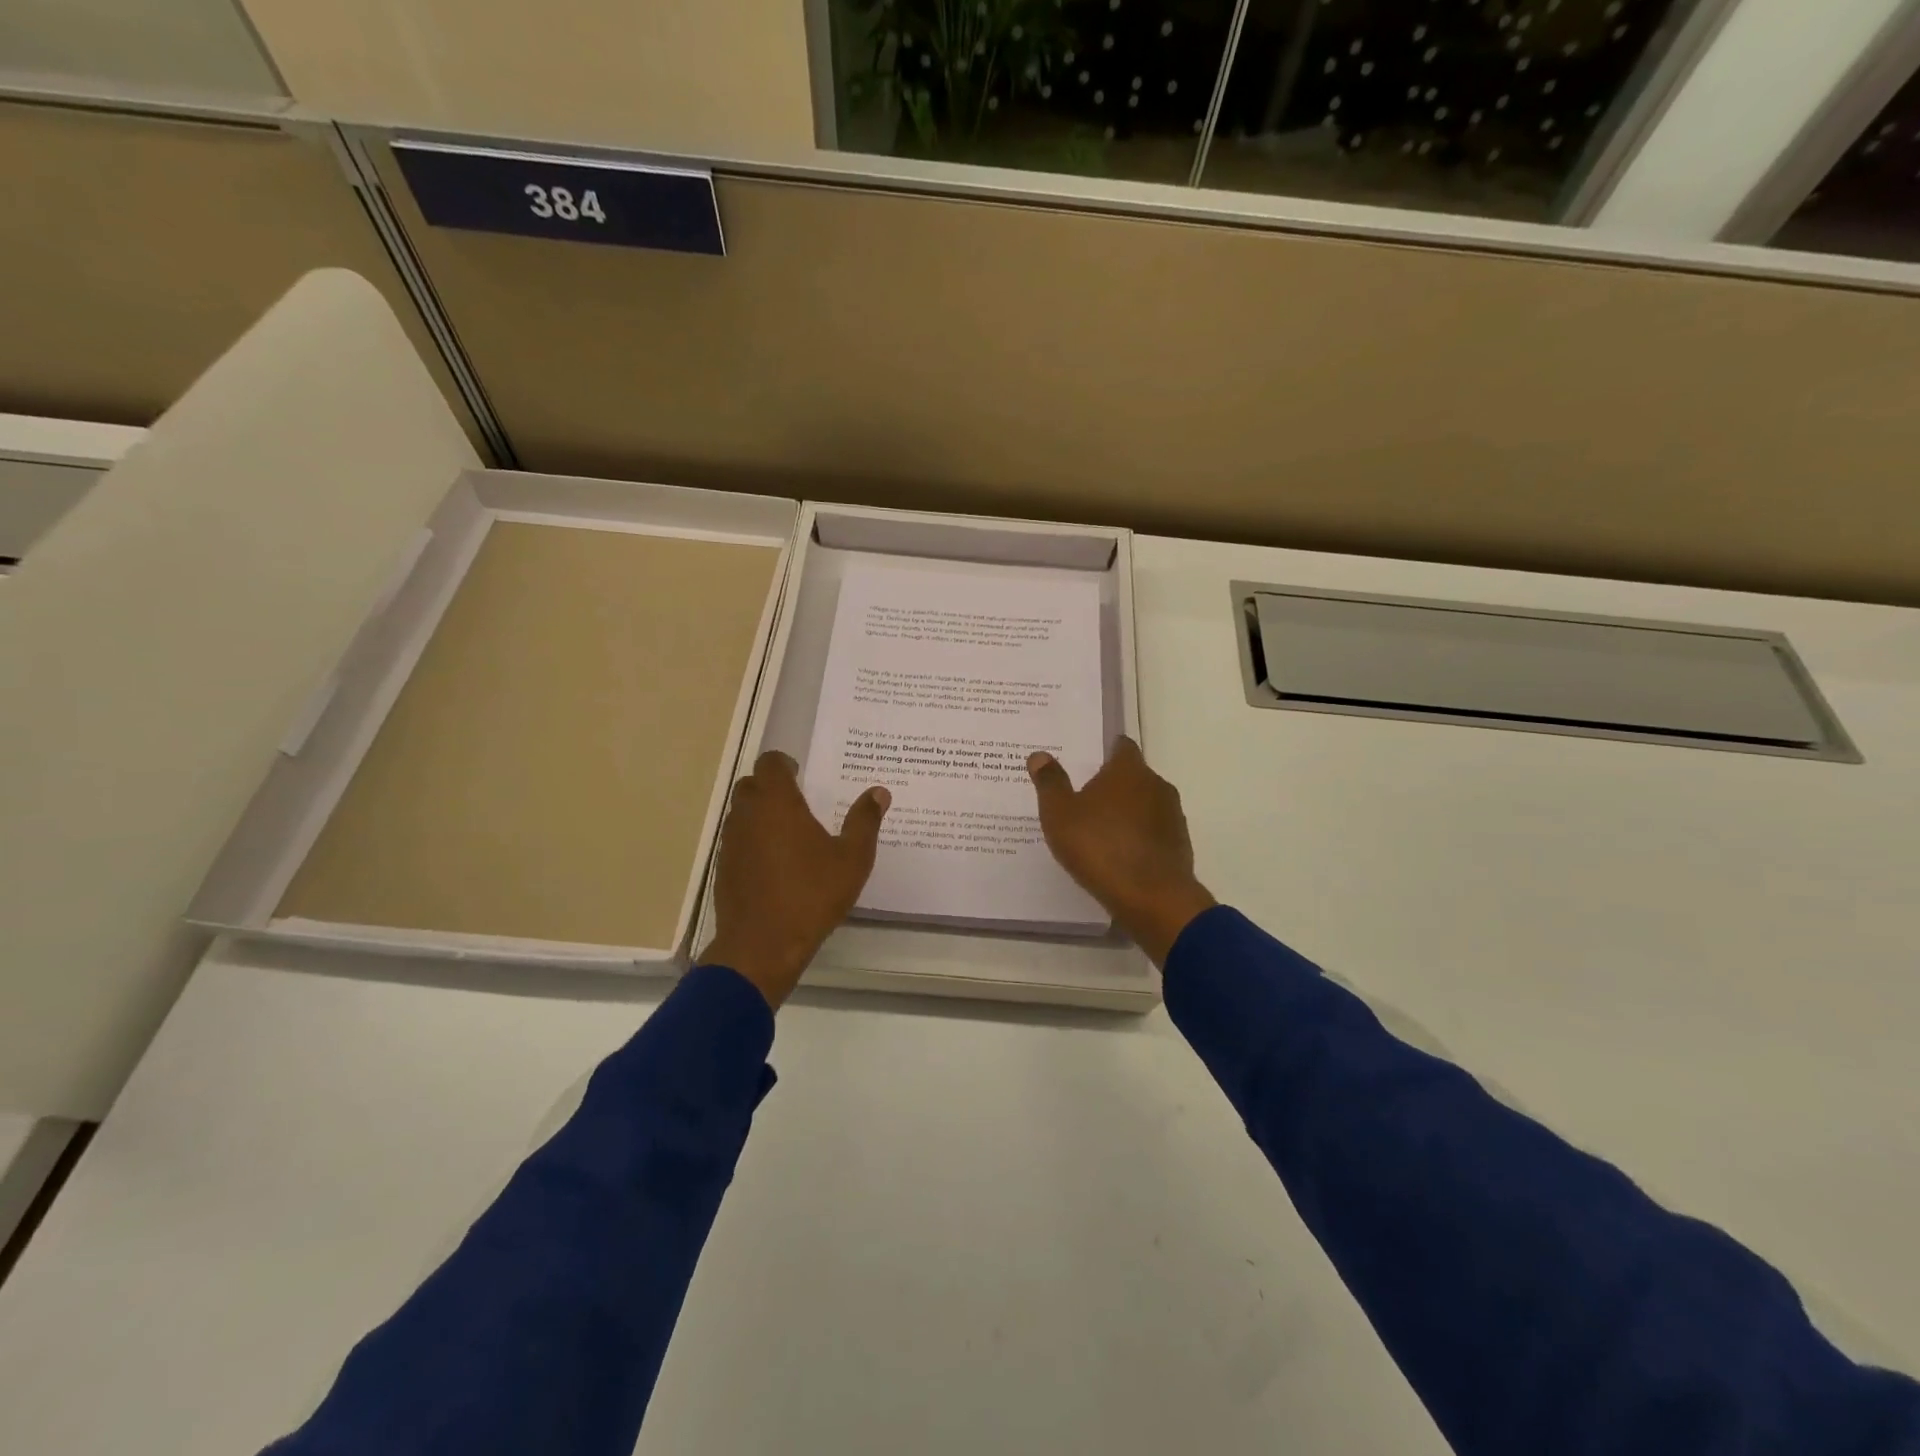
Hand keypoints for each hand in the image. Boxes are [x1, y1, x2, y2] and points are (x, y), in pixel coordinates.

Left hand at [700, 751, 889, 1007]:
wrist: (762, 946)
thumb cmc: (812, 895)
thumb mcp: (852, 859)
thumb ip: (865, 821)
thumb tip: (879, 792)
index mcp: (777, 803)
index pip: (769, 763)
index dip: (784, 764)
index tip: (801, 774)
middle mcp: (748, 815)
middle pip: (751, 785)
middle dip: (771, 787)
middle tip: (798, 801)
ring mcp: (731, 843)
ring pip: (741, 813)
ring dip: (760, 814)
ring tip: (789, 833)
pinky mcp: (724, 869)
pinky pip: (737, 841)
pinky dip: (752, 841)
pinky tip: (775, 864)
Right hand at [1028, 736, 1215, 967]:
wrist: (1152, 898)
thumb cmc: (1100, 848)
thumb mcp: (1060, 815)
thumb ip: (1050, 783)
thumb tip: (1040, 755)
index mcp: (1128, 770)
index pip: (1121, 746)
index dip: (1104, 750)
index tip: (1087, 761)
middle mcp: (1156, 785)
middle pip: (1133, 776)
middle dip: (1112, 785)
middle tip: (1083, 800)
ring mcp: (1172, 816)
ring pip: (1145, 805)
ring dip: (1126, 813)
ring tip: (1099, 831)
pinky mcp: (1179, 845)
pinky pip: (1153, 832)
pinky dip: (1138, 837)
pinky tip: (1119, 856)